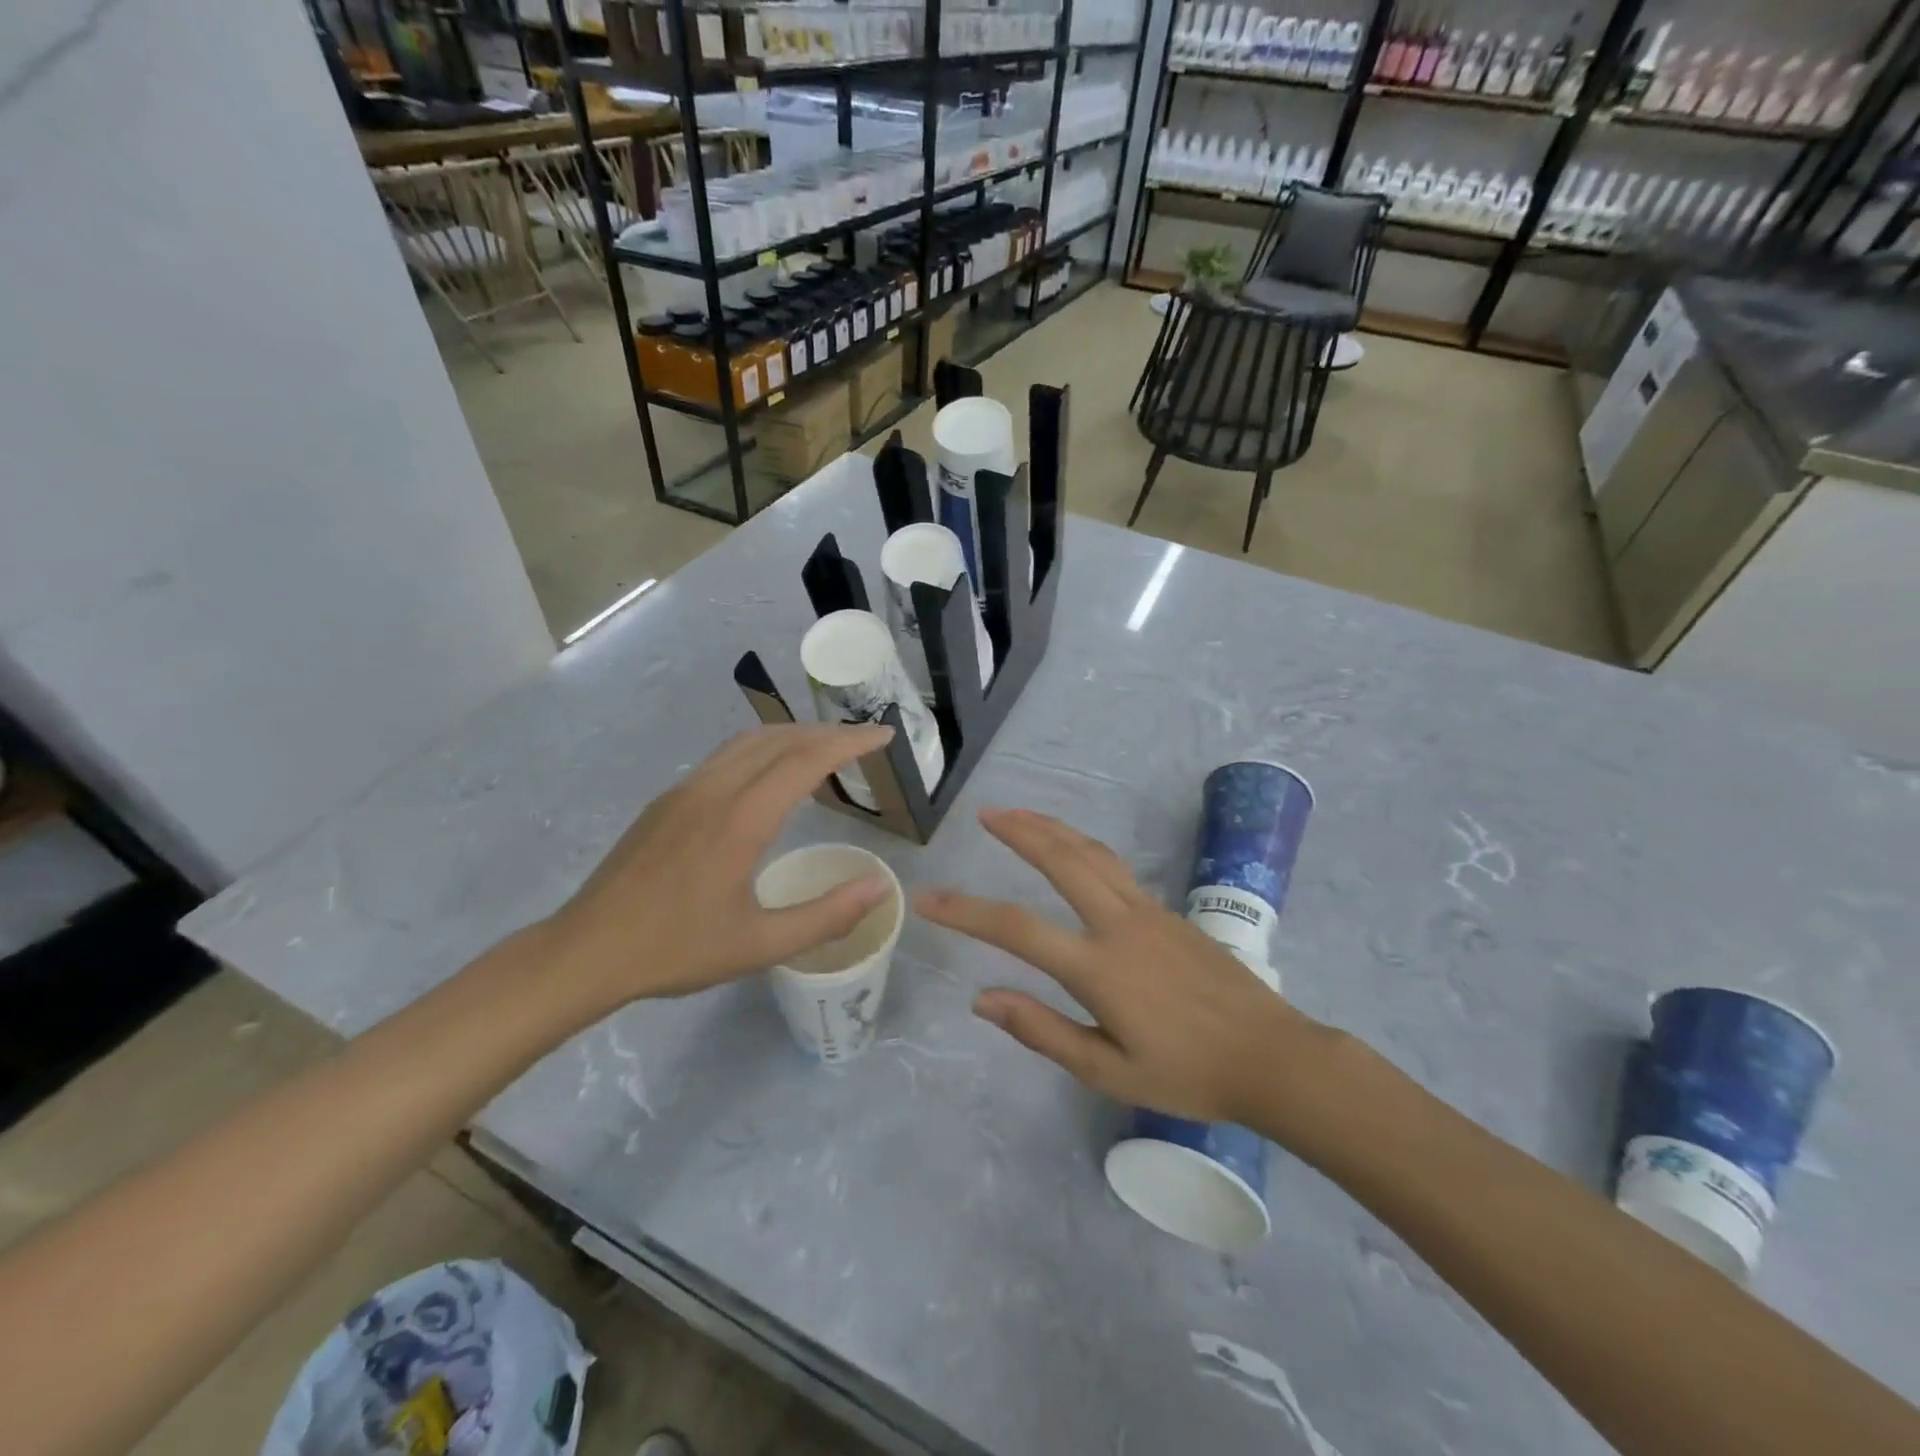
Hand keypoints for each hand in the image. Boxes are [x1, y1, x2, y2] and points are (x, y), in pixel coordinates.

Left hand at [543, 724, 894, 1010]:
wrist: (586, 951)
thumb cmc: (676, 950)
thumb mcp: (759, 945)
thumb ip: (826, 916)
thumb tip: (880, 887)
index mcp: (740, 819)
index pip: (806, 759)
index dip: (850, 742)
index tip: (884, 736)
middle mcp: (713, 790)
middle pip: (780, 739)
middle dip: (828, 733)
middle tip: (865, 741)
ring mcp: (685, 790)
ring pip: (749, 742)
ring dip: (793, 736)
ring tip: (825, 750)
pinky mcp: (667, 800)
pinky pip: (725, 757)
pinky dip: (764, 750)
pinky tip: (771, 775)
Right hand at [917, 809, 1336, 1128]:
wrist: (1272, 1057)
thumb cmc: (1188, 1075)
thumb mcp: (1109, 1071)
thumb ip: (1043, 1031)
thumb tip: (982, 999)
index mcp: (1099, 968)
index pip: (1017, 929)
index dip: (966, 911)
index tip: (928, 899)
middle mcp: (1120, 925)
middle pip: (1061, 860)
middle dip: (1020, 831)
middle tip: (987, 813)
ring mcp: (1148, 912)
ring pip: (1092, 853)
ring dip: (1052, 828)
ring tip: (1020, 815)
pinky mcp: (1168, 912)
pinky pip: (1115, 867)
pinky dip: (1082, 847)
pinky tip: (1072, 851)